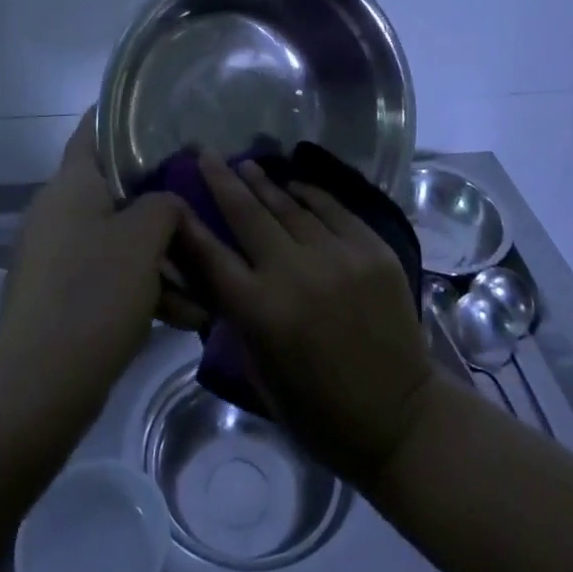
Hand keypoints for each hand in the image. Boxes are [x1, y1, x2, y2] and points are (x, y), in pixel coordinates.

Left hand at [0, 110, 182, 418]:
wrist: (37, 389)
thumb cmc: (93, 293)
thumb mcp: (144, 238)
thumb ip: (165, 204)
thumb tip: (168, 203)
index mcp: (72, 184)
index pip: (95, 128)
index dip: (126, 114)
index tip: (165, 111)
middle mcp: (60, 211)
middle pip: (118, 188)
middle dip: (163, 198)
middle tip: (203, 198)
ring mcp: (58, 255)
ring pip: (120, 237)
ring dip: (162, 254)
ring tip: (208, 277)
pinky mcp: (62, 295)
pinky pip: (111, 275)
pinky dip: (145, 288)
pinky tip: (187, 315)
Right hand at [179, 154, 436, 484]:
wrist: (399, 416)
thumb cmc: (320, 411)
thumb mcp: (261, 372)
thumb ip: (239, 317)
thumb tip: (221, 273)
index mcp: (261, 312)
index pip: (212, 256)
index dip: (189, 225)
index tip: (174, 196)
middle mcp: (294, 273)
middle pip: (248, 215)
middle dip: (223, 181)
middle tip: (207, 155)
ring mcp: (337, 255)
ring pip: (290, 206)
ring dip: (264, 183)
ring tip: (246, 164)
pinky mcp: (371, 248)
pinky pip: (333, 209)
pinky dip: (309, 194)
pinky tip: (293, 184)